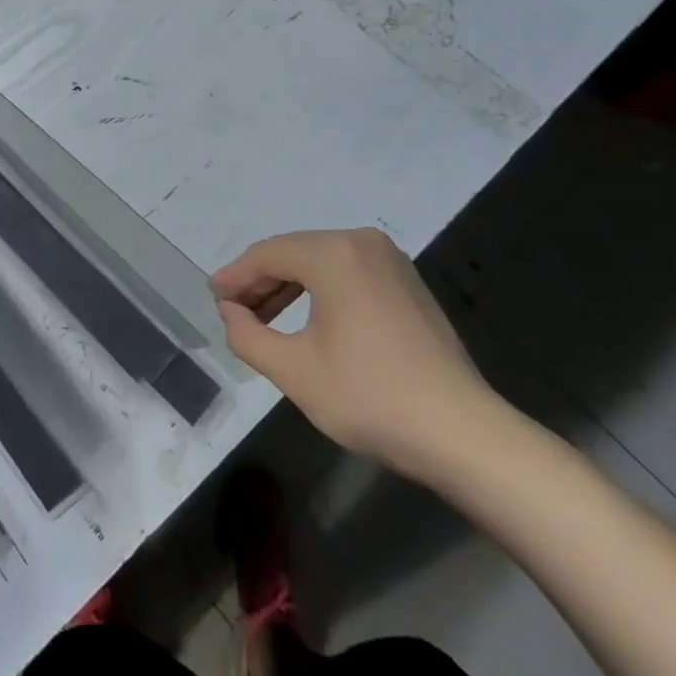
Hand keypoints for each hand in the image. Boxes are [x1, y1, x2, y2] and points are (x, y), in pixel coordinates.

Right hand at [212, 229, 497, 480]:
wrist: (462, 433)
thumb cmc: (371, 398)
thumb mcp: (294, 371)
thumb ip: (247, 335)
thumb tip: (229, 311)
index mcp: (333, 254)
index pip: (267, 255)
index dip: (235, 276)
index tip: (213, 298)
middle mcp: (361, 242)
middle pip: (293, 253)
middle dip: (260, 281)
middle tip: (233, 311)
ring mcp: (389, 260)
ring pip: (320, 262)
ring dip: (288, 286)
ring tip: (262, 318)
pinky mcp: (406, 281)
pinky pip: (347, 272)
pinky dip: (319, 290)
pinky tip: (306, 318)